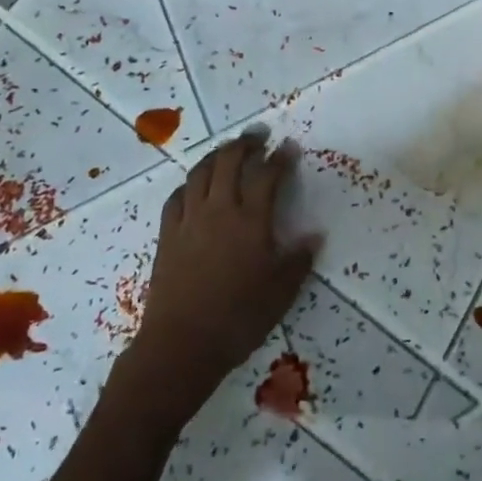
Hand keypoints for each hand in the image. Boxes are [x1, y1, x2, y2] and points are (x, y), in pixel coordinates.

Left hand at [119, 130, 319, 417]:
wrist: (182, 344)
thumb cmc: (239, 318)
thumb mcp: (281, 292)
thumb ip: (298, 260)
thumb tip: (314, 235)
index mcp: (251, 221)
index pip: (267, 176)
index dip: (280, 158)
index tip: (289, 146)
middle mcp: (218, 211)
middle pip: (229, 162)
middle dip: (245, 144)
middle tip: (258, 136)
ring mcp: (189, 220)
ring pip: (200, 173)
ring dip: (216, 155)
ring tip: (228, 150)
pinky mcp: (167, 235)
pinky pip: (177, 197)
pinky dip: (189, 183)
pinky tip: (195, 185)